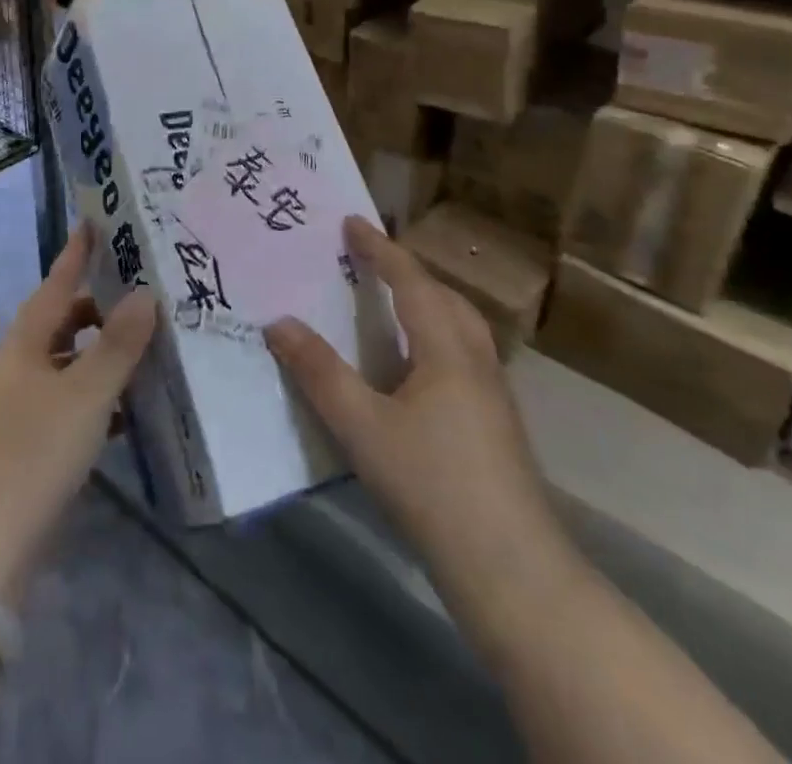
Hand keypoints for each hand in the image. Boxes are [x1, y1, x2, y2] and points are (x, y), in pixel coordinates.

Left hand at [0, 227, 155, 606]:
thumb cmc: (33, 452)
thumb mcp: (86, 394)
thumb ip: (119, 344)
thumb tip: (145, 294)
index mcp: (23, 343)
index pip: (56, 283)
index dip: (76, 253)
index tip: (95, 221)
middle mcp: (16, 367)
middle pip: (60, 324)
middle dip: (98, 309)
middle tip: (142, 297)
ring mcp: (17, 408)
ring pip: (66, 366)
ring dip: (101, 356)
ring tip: (146, 350)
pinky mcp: (25, 446)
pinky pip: (68, 404)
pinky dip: (96, 399)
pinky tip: (127, 412)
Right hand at [265, 216, 576, 635]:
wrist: (513, 570)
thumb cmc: (434, 486)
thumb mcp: (362, 428)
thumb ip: (319, 372)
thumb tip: (278, 322)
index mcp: (446, 349)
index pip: (410, 281)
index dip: (379, 249)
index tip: (350, 222)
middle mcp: (475, 360)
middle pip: (445, 297)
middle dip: (407, 270)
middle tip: (369, 259)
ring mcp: (493, 394)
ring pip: (460, 326)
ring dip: (426, 301)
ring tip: (392, 302)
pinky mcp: (496, 424)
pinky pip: (462, 353)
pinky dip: (434, 334)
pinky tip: (414, 367)